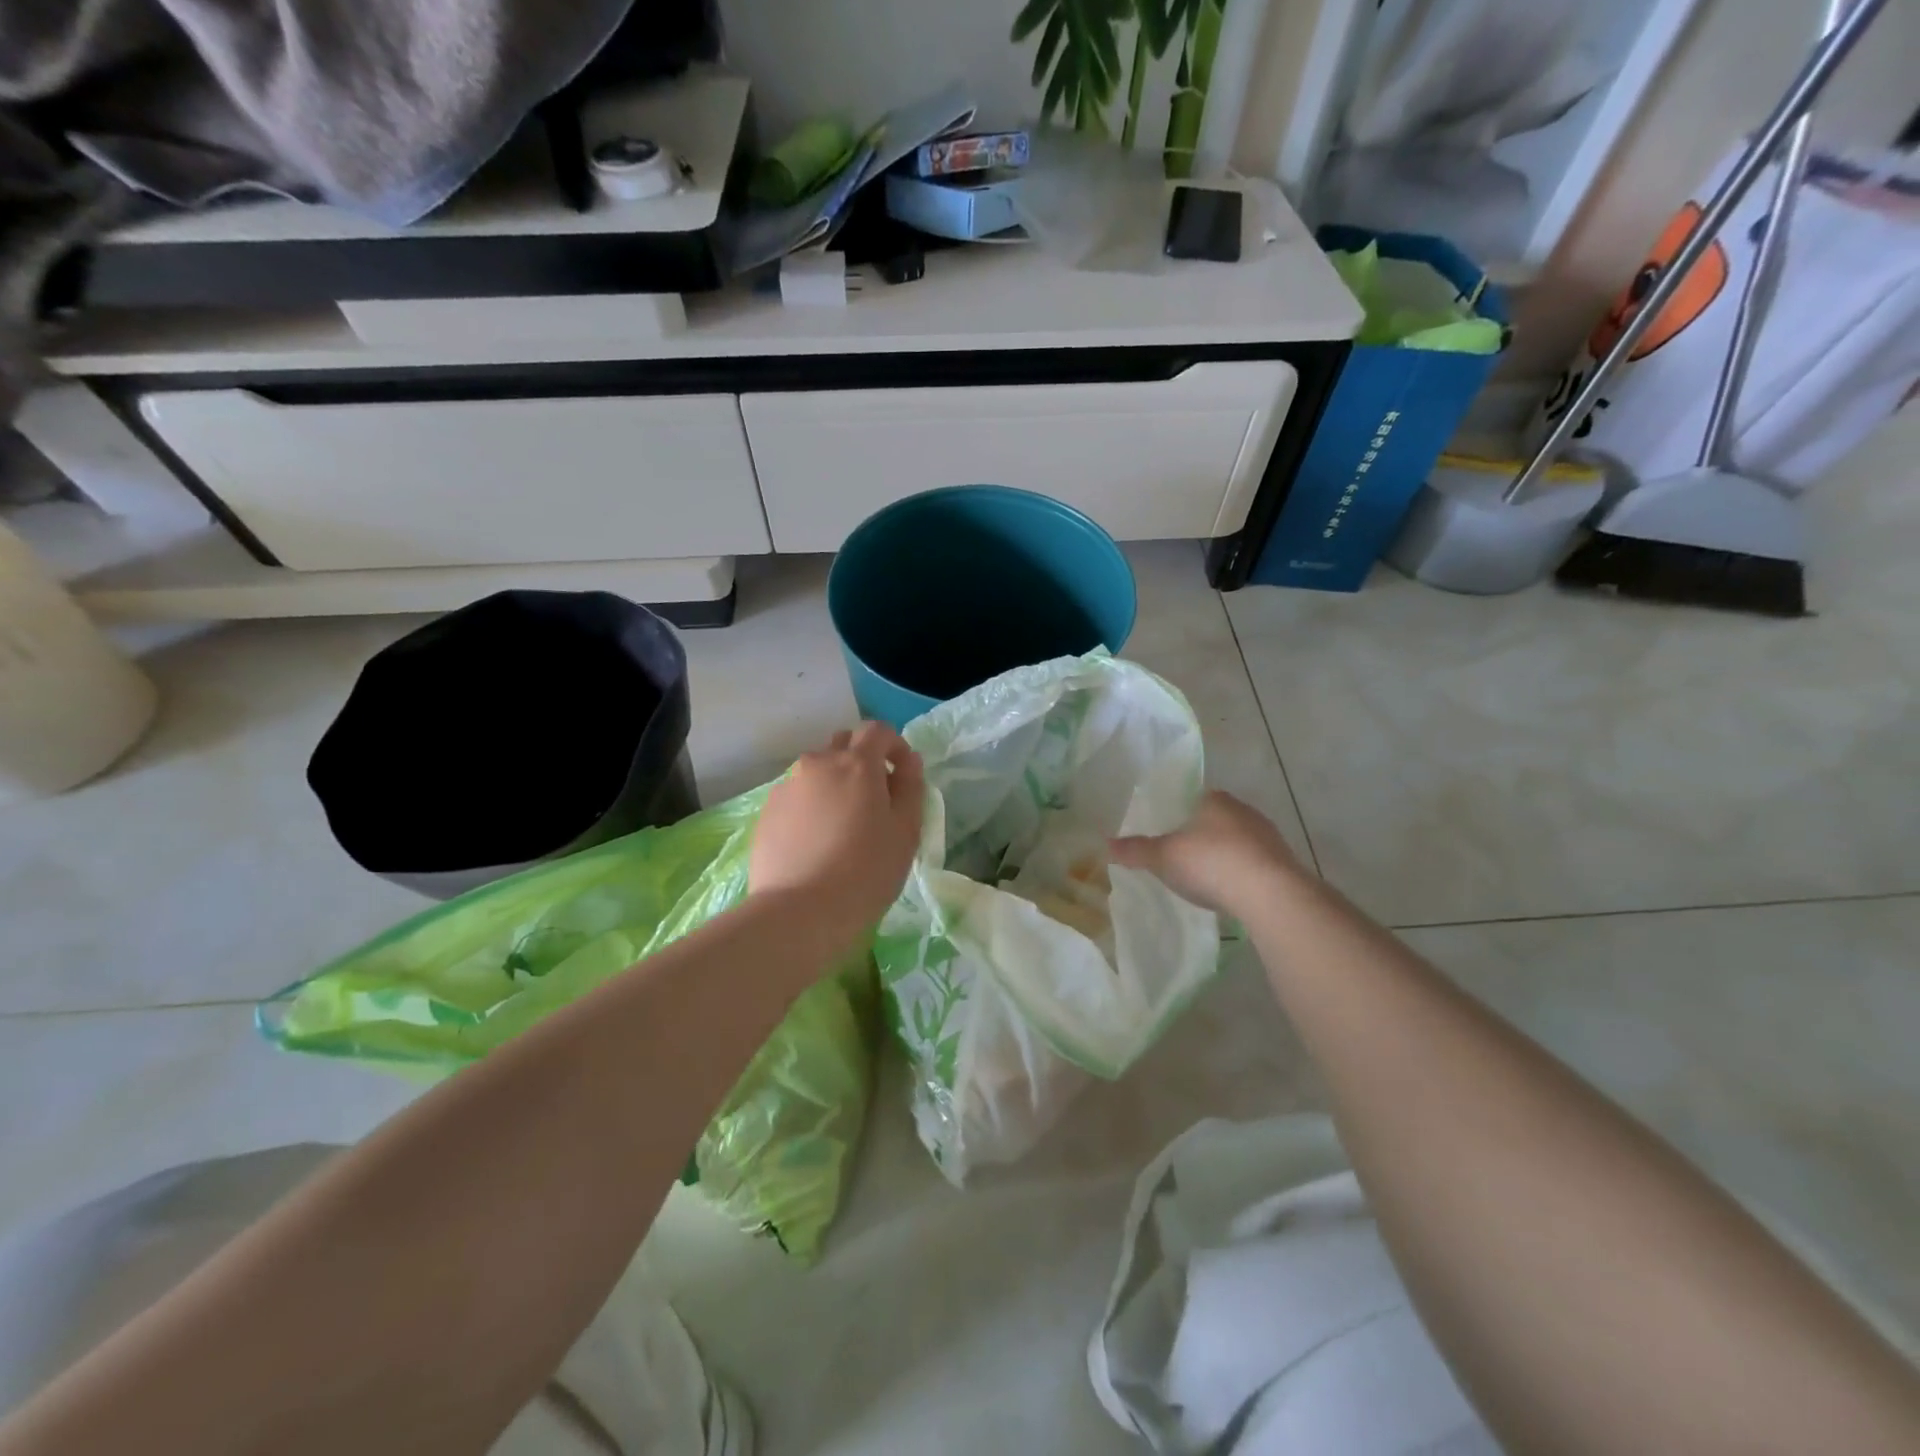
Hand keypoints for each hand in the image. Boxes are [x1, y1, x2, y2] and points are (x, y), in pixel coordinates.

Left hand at [750, 723, 924, 952]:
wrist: (798, 912)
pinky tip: (816, 842)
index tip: (904, 775)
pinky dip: (812, 806)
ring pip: (817, 772)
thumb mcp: (905, 831)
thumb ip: (911, 787)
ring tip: (843, 826)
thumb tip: (909, 762)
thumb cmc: (866, 871)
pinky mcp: (767, 812)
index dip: (895, 746)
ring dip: (835, 784)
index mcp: (856, 763)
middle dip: (862, 760)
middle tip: (874, 799)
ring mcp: (787, 787)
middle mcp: (817, 764)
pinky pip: (797, 797)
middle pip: (843, 745)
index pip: (878, 731)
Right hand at [1110, 790, 1304, 916]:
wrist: (1269, 894)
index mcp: (1214, 800)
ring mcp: (1268, 836)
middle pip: (1216, 819)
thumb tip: (1106, 844)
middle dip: (1201, 835)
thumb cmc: (1209, 863)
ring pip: (1238, 841)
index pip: (1194, 798)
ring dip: (1224, 855)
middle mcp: (1244, 810)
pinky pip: (1254, 864)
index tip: (1168, 832)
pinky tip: (1230, 891)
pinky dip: (1241, 873)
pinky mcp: (1283, 863)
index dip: (1179, 813)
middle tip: (1182, 855)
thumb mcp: (1163, 857)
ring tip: (1205, 876)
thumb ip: (1136, 850)